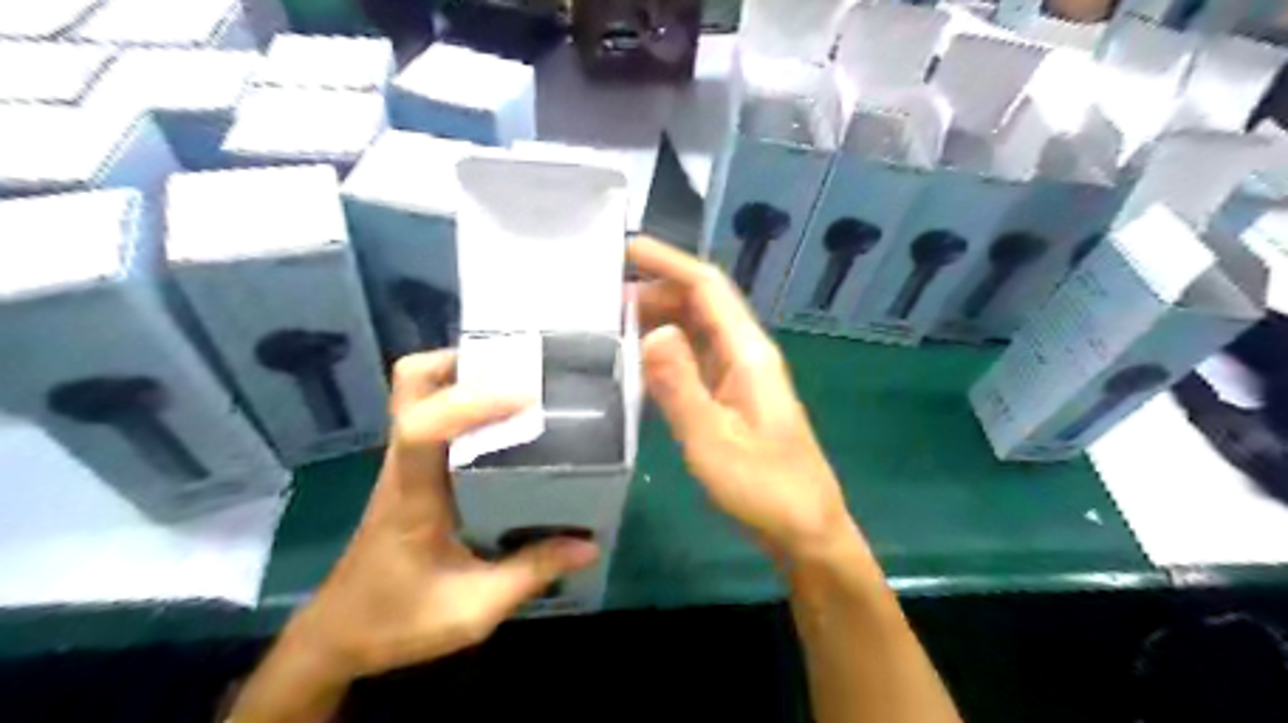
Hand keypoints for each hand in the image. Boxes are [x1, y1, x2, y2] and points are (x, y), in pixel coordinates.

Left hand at [285, 352, 599, 680]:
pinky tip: (505, 427)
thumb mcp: (472, 610)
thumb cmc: (397, 622)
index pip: (421, 428)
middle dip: (461, 364)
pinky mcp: (411, 472)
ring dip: (465, 378)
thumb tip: (587, 545)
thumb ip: (529, 574)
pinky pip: (433, 417)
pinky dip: (465, 405)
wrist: (336, 637)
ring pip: (418, 393)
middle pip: (410, 384)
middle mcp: (404, 465)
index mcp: (413, 495)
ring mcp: (403, 464)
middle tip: (516, 373)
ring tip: (518, 388)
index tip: (526, 397)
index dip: (469, 402)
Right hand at [633, 237, 859, 558]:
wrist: (806, 529)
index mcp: (748, 353)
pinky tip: (640, 361)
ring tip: (613, 322)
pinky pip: (698, 358)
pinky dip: (669, 350)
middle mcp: (747, 354)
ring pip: (698, 330)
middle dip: (657, 288)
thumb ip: (680, 386)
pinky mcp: (735, 398)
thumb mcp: (713, 441)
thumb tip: (649, 331)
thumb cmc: (764, 488)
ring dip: (661, 318)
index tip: (626, 248)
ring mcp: (742, 376)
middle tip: (604, 295)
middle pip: (702, 303)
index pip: (708, 287)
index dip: (669, 261)